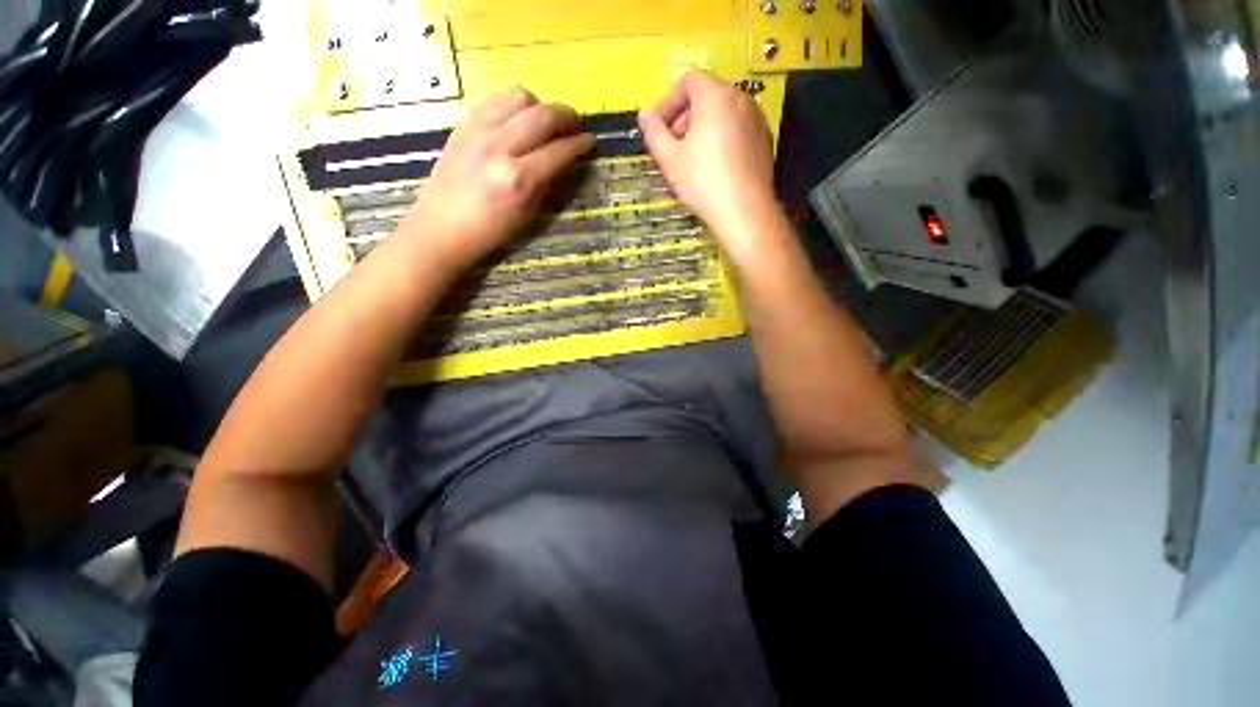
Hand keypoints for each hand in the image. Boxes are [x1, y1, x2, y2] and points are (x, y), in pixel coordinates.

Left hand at [397, 87, 593, 270]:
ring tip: (546, 122)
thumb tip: (565, 160)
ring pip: (521, 98)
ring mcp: (479, 131)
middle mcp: (500, 147)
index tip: (590, 141)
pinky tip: (519, 121)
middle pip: (543, 115)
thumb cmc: (490, 232)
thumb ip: (548, 182)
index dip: (579, 144)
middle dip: (566, 117)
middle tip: (575, 125)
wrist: (441, 227)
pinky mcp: (464, 124)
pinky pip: (497, 100)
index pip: (559, 151)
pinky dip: (515, 107)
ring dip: (541, 107)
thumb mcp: (528, 214)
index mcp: (519, 179)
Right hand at [638, 69, 777, 262]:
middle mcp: (740, 100)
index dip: (669, 101)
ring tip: (691, 162)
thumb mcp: (669, 158)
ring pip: (722, 115)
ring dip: (701, 131)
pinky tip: (713, 169)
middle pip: (706, 97)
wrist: (744, 211)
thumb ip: (654, 132)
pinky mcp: (764, 141)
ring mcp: (756, 120)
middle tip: (672, 149)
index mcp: (716, 96)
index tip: (659, 128)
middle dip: (684, 118)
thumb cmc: (702, 181)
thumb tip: (644, 115)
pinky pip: (736, 131)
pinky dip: (721, 140)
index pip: (689, 80)